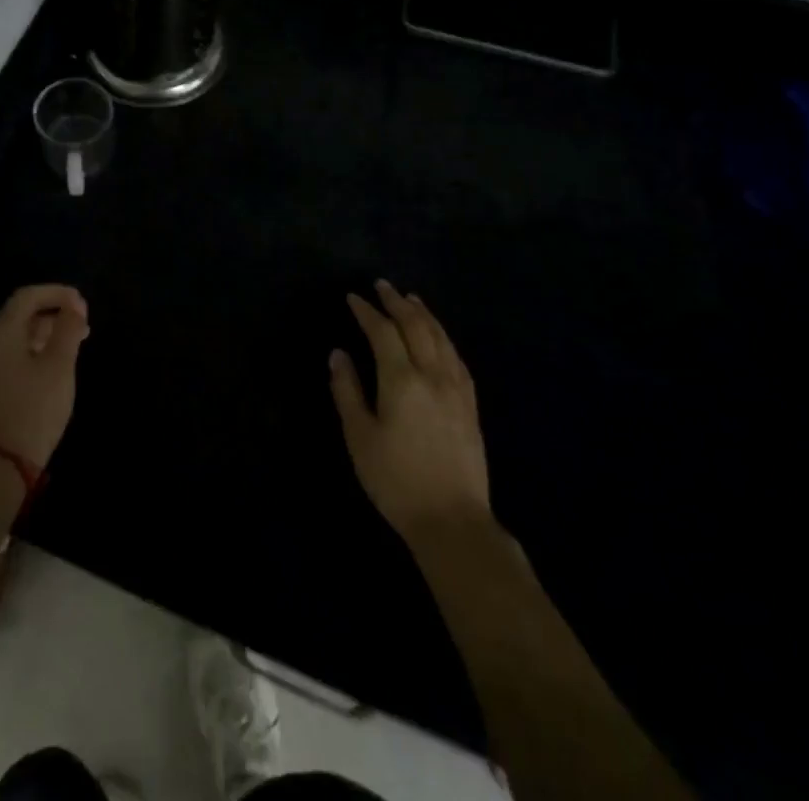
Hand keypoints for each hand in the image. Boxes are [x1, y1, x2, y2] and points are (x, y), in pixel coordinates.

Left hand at [0, 284, 89, 468]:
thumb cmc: (33, 409)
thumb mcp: (58, 366)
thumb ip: (67, 330)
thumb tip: (73, 306)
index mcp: (0, 333)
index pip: (27, 296)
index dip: (56, 293)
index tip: (82, 304)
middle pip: (21, 316)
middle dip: (54, 314)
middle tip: (83, 324)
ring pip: (17, 338)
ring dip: (46, 335)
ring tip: (75, 345)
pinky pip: (12, 358)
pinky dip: (35, 353)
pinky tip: (54, 367)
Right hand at [329, 280, 491, 548]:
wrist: (452, 521)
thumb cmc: (396, 480)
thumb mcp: (359, 437)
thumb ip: (347, 391)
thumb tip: (338, 354)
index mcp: (401, 380)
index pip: (383, 333)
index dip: (367, 312)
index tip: (353, 297)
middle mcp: (432, 375)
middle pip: (416, 327)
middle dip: (397, 303)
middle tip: (382, 286)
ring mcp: (456, 389)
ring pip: (441, 338)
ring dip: (424, 314)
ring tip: (411, 299)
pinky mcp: (470, 406)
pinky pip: (457, 358)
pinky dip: (444, 338)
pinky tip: (440, 337)